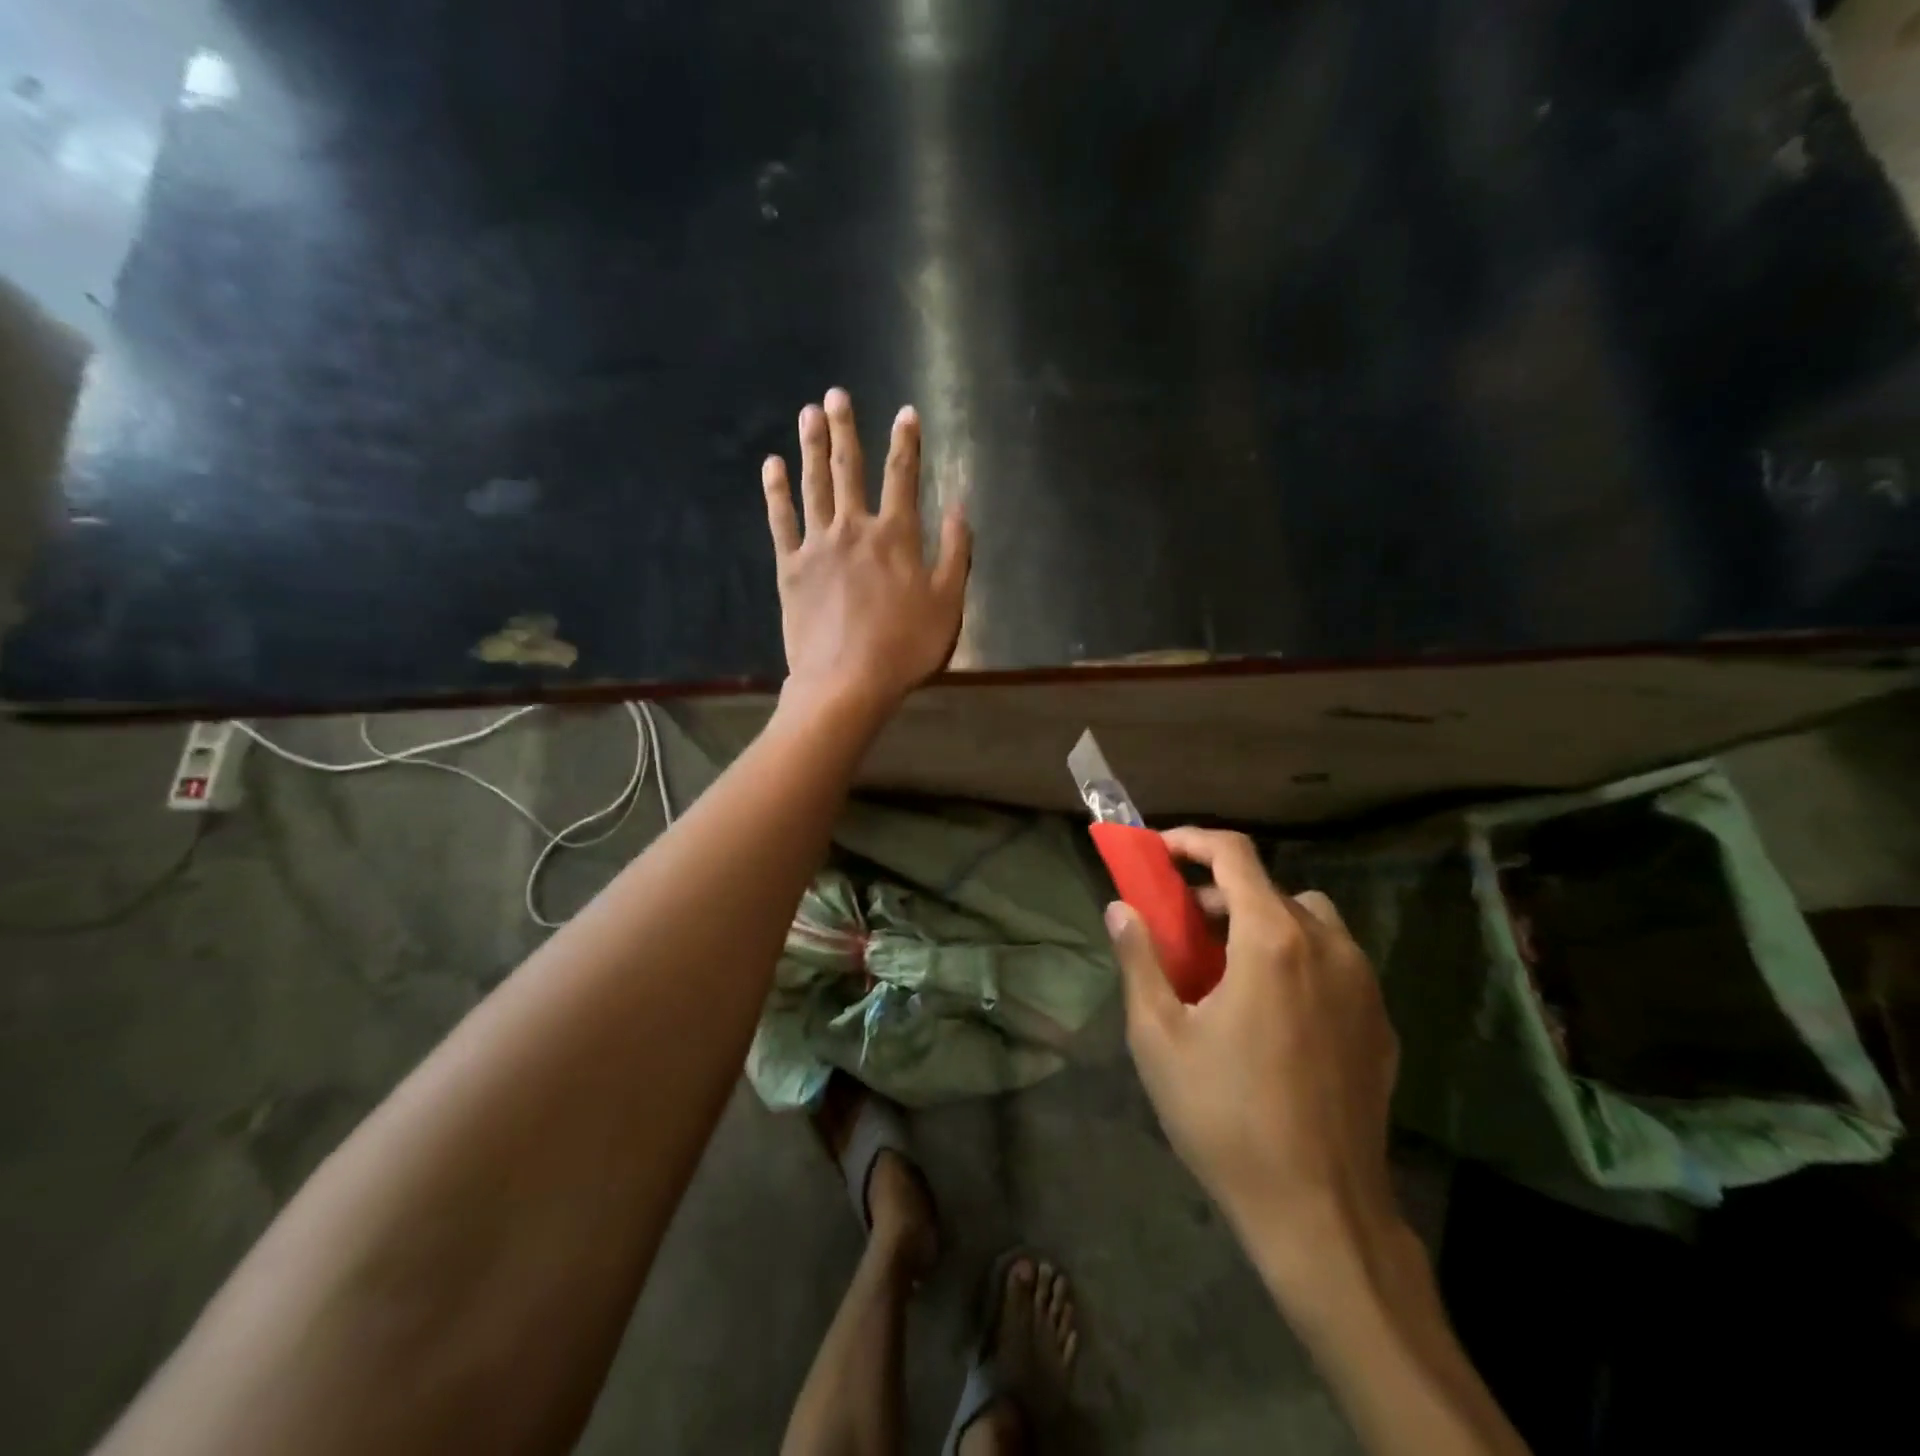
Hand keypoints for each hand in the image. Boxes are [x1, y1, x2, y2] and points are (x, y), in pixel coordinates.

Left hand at [762, 389, 970, 714]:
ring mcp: (818, 545)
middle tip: (836, 395)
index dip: (906, 442)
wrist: (846, 682)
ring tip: (808, 414)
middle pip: (849, 469)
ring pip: (814, 485)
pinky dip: (776, 492)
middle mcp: (855, 528)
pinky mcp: (790, 567)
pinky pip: (781, 520)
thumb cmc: (905, 647)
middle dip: (845, 430)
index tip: (904, 412)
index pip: (903, 476)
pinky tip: (772, 467)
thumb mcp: (948, 603)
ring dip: (811, 447)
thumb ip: (956, 553)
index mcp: (897, 536)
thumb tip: (962, 508)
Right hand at [1107, 829, 1402, 1297]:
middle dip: (1219, 893)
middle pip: (1270, 888)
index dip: (1192, 841)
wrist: (1320, 1213)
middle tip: (1181, 926)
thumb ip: (1139, 959)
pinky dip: (1297, 958)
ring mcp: (1363, 986)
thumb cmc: (1225, 1115)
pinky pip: (1335, 963)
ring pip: (1309, 921)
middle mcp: (1328, 947)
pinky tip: (1270, 1012)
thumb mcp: (1159, 1035)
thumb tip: (1120, 908)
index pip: (1235, 855)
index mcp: (1273, 940)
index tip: (1158, 853)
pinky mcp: (1380, 1024)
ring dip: (1263, 922)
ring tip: (1227, 967)